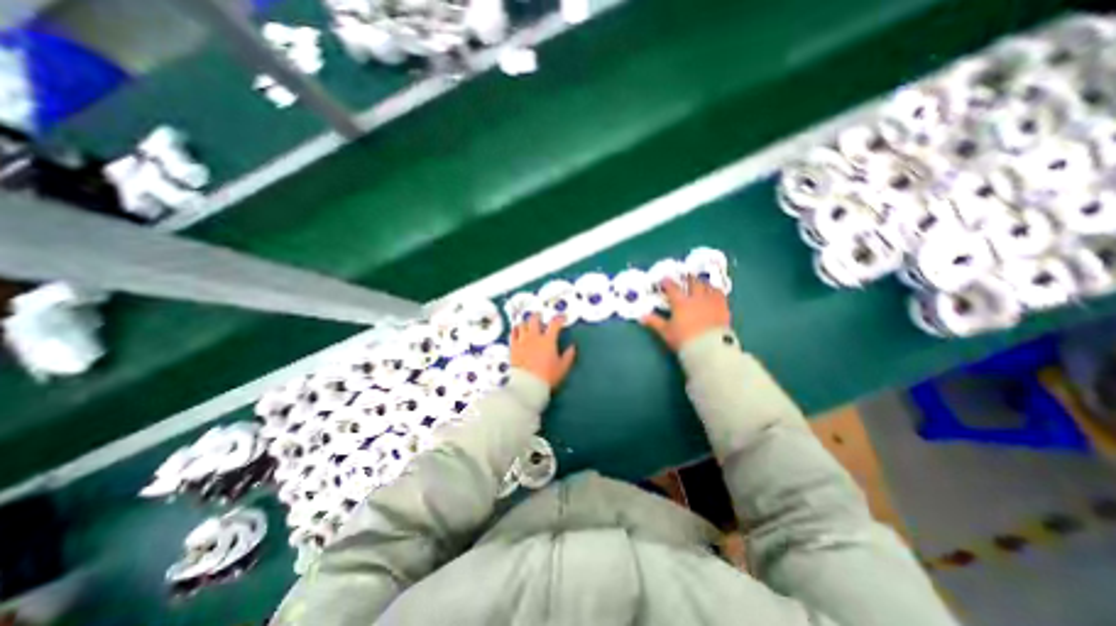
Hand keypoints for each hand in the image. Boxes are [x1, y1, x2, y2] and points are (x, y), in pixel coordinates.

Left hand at [508, 316, 575, 389]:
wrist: (528, 385)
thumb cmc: (547, 376)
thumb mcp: (562, 367)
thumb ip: (568, 356)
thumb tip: (572, 347)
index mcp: (548, 340)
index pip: (555, 324)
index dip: (559, 318)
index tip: (562, 318)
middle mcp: (534, 337)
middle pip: (534, 319)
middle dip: (538, 316)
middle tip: (540, 317)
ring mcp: (522, 341)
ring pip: (522, 325)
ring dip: (526, 323)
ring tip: (528, 324)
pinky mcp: (513, 347)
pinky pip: (513, 334)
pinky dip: (515, 330)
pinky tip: (517, 331)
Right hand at [647, 273, 734, 352]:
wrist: (709, 348)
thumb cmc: (684, 339)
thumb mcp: (666, 332)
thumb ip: (654, 322)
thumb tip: (642, 316)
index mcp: (681, 303)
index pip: (673, 288)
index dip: (667, 283)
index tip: (664, 279)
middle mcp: (697, 298)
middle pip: (693, 283)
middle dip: (689, 278)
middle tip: (686, 276)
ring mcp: (711, 302)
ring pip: (709, 287)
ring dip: (704, 283)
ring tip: (702, 283)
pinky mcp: (724, 308)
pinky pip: (721, 295)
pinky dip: (717, 292)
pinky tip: (715, 294)